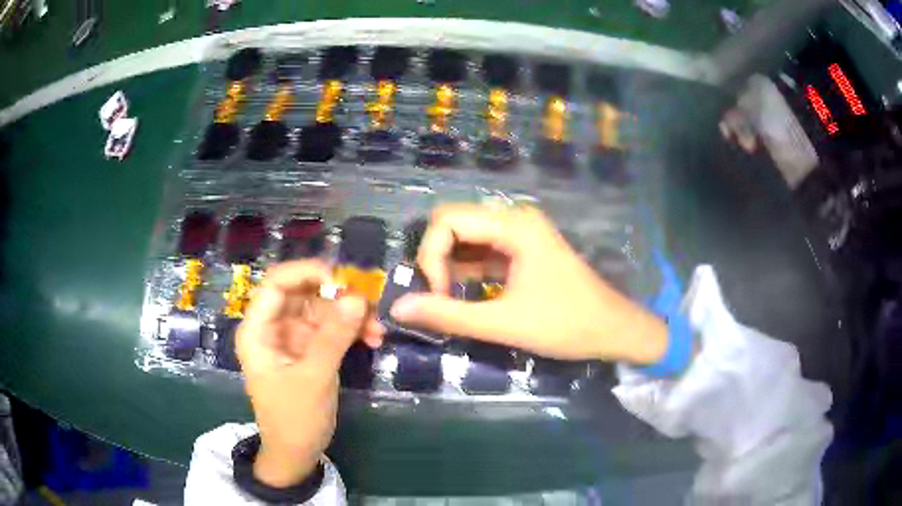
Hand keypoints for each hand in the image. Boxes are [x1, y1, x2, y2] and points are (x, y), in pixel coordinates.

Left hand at [236, 261, 382, 487]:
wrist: (297, 453)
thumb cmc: (294, 418)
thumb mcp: (313, 378)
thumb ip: (334, 337)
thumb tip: (358, 298)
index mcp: (258, 330)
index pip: (276, 284)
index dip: (305, 273)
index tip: (340, 278)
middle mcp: (274, 328)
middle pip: (303, 294)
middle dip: (336, 296)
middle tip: (368, 304)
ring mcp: (293, 339)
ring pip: (322, 310)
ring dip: (350, 316)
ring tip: (377, 330)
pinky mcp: (310, 350)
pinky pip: (332, 329)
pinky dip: (352, 331)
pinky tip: (372, 340)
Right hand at [390, 204, 667, 363]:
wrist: (613, 330)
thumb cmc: (565, 325)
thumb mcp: (503, 324)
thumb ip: (448, 315)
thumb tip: (398, 309)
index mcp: (513, 226)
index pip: (446, 221)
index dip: (431, 257)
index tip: (439, 295)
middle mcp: (515, 219)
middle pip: (454, 223)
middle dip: (436, 258)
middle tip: (440, 296)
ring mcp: (520, 233)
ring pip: (467, 236)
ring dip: (449, 264)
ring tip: (448, 298)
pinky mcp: (523, 249)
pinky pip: (482, 249)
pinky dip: (466, 268)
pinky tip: (463, 293)